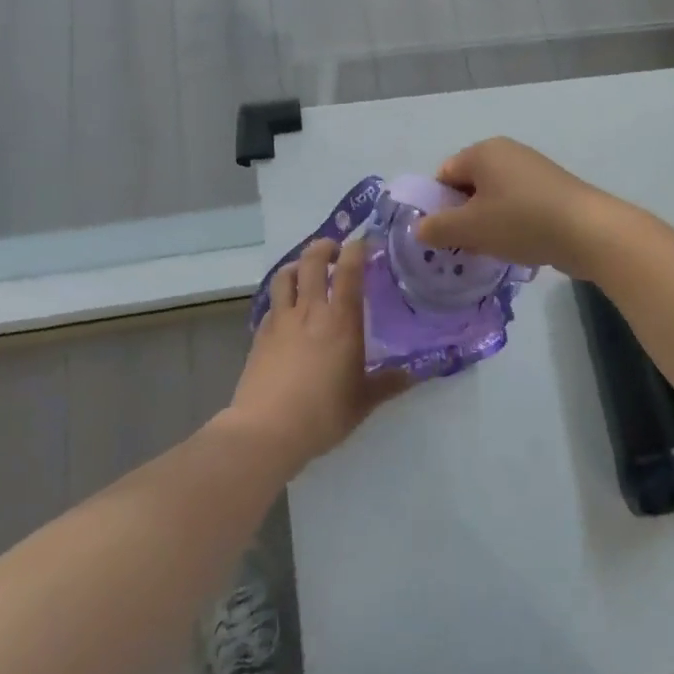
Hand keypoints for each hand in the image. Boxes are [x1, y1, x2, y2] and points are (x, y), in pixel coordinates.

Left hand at [222, 238, 410, 473]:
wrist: (266, 431)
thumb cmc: (323, 414)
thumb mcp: (363, 402)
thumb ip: (388, 383)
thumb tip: (414, 374)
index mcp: (341, 320)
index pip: (348, 270)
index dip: (356, 249)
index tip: (363, 243)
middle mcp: (310, 310)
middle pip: (312, 260)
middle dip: (324, 247)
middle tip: (335, 251)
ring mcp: (281, 320)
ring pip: (285, 275)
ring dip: (298, 265)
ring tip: (307, 271)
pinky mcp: (260, 335)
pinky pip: (272, 304)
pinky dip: (282, 297)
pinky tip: (287, 311)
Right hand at [415, 138, 618, 276]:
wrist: (587, 230)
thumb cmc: (521, 221)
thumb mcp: (470, 228)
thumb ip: (437, 228)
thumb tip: (418, 228)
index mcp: (483, 151)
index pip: (444, 174)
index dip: (438, 205)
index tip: (444, 235)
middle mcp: (507, 152)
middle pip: (469, 185)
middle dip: (463, 216)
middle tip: (465, 246)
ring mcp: (532, 168)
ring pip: (494, 197)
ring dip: (488, 223)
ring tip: (494, 250)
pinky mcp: (552, 188)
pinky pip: (518, 204)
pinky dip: (512, 223)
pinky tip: (519, 246)